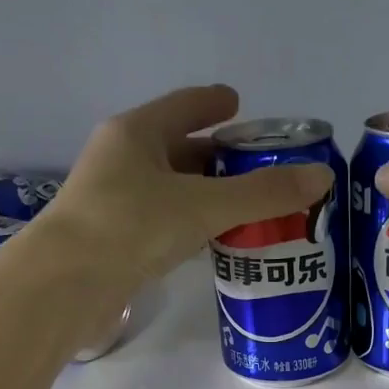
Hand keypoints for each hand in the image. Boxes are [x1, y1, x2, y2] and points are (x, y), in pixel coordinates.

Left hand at [33, 85, 333, 285]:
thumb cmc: (130, 226)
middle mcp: (122, 159)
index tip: (240, 105)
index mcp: (137, 133)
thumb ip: (262, 194)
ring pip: (170, 189)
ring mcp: (113, 200)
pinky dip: (189, 225)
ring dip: (205, 196)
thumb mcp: (203, 205)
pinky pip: (162, 221)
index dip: (214, 103)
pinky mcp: (113, 239)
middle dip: (217, 157)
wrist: (65, 285)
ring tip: (246, 208)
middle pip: (178, 149)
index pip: (184, 106)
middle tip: (258, 169)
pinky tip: (211, 241)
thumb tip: (322, 176)